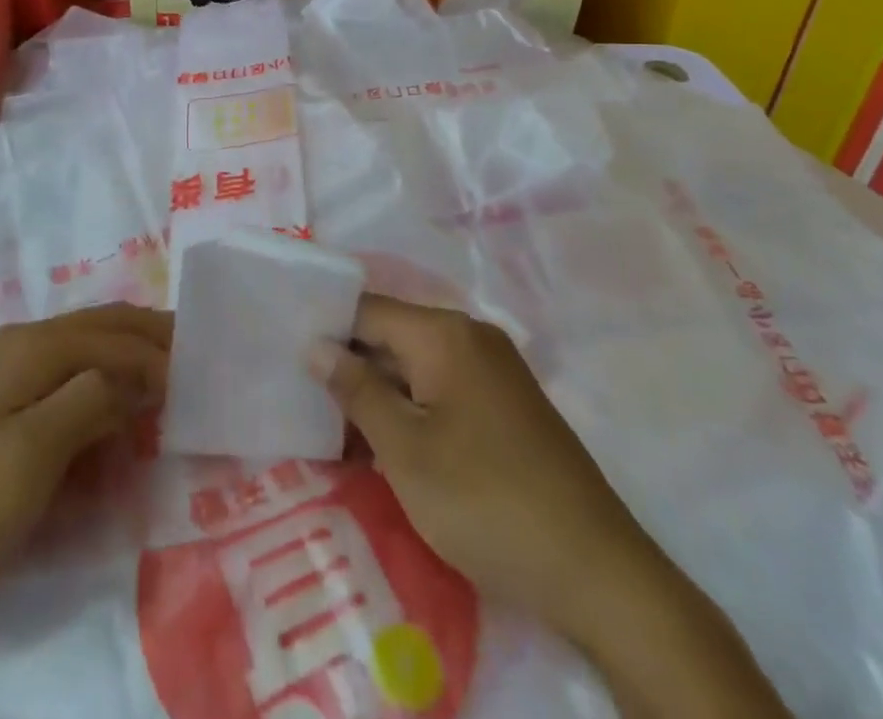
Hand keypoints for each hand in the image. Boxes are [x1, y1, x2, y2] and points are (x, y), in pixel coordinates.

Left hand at [0, 305, 170, 718]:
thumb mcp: (35, 453)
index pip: (115, 336)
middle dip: (150, 340)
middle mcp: (22, 347)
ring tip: (170, 382)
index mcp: (32, 346)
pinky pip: (67, 384)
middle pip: (102, 328)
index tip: (204, 378)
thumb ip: (93, 399)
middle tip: (198, 359)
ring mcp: (7, 378)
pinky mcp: (0, 412)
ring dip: (128, 362)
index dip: (161, 354)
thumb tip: (142, 372)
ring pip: (86, 353)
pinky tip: (119, 413)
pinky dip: (102, 389)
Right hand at [314, 297, 790, 718]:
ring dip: (376, 394)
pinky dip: (409, 410)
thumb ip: (356, 390)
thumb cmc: (486, 502)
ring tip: (330, 427)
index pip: (365, 309)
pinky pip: (441, 390)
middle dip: (348, 366)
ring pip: (414, 366)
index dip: (324, 328)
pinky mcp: (505, 405)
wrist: (598, 573)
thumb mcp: (406, 450)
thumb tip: (316, 346)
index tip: (284, 353)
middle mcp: (469, 336)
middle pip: (390, 335)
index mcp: (443, 332)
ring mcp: (492, 371)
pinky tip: (381, 444)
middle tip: (299, 397)